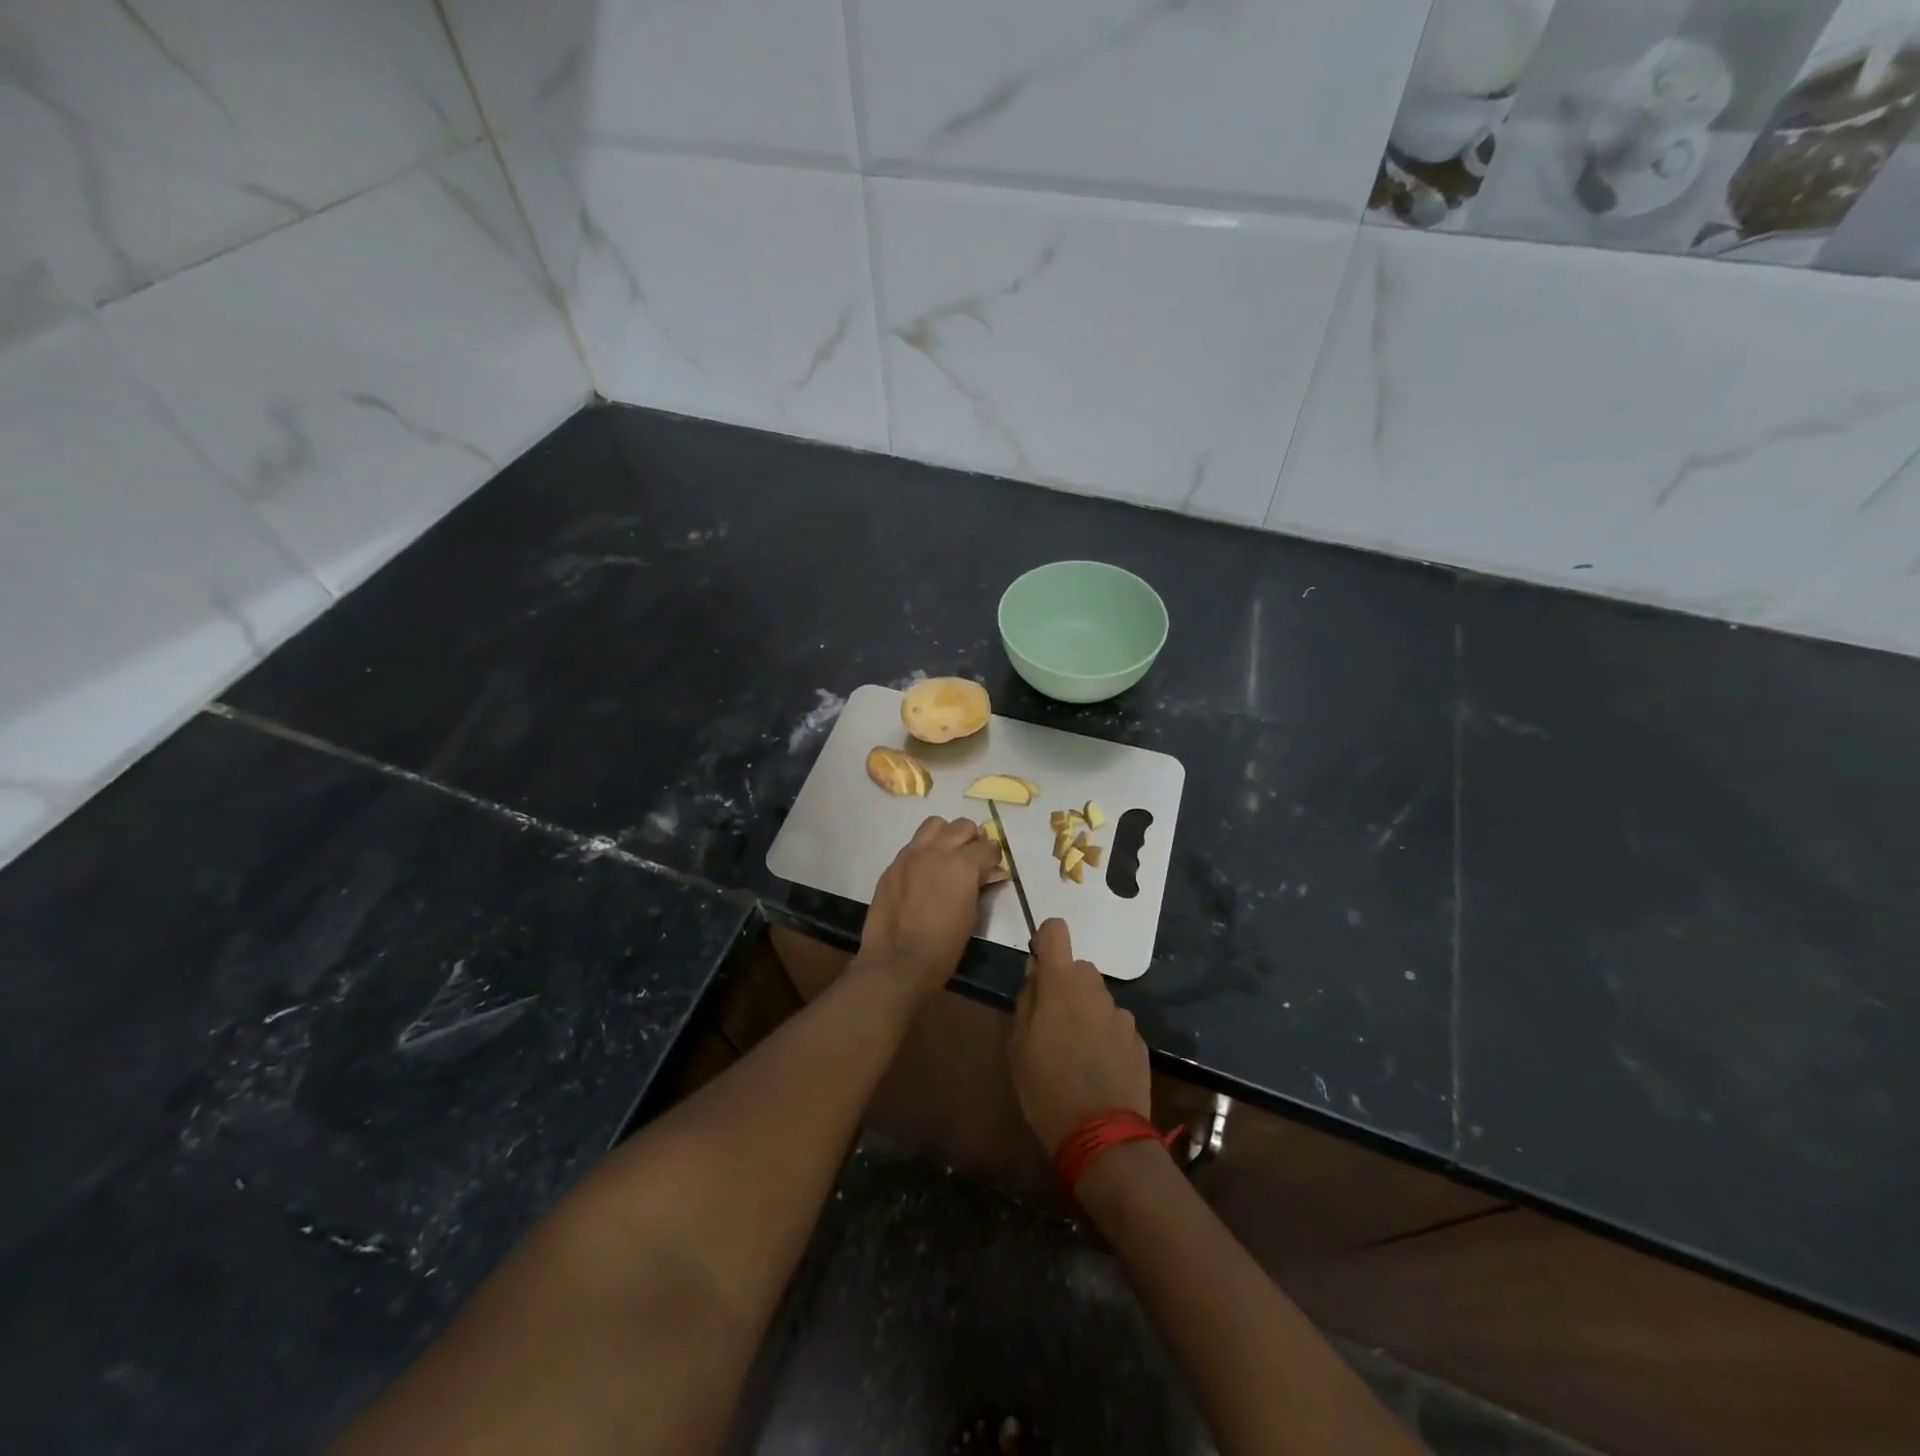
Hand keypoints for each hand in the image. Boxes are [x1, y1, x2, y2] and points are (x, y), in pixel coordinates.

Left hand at [859, 816, 1004, 997]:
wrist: (898, 960)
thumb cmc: (944, 946)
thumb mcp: (972, 915)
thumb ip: (980, 886)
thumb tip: (991, 873)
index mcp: (963, 864)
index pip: (988, 846)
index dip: (994, 857)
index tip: (993, 868)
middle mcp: (938, 850)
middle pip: (963, 826)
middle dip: (972, 840)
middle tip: (973, 859)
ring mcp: (912, 853)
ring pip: (935, 825)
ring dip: (946, 835)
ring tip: (947, 855)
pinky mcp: (894, 863)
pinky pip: (914, 844)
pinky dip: (925, 849)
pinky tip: (924, 870)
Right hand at [1008, 918, 1150, 1151]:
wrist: (1102, 1136)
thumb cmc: (1046, 1088)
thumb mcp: (1018, 1045)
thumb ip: (1026, 1000)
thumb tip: (1035, 973)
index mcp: (1061, 984)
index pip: (1056, 931)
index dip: (1046, 940)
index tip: (1039, 965)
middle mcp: (1095, 990)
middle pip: (1078, 968)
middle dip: (1065, 986)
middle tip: (1052, 1023)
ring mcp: (1121, 1014)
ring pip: (1097, 998)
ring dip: (1086, 1012)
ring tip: (1076, 1052)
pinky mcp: (1139, 1040)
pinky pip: (1115, 1025)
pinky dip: (1105, 1036)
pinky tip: (1098, 1068)